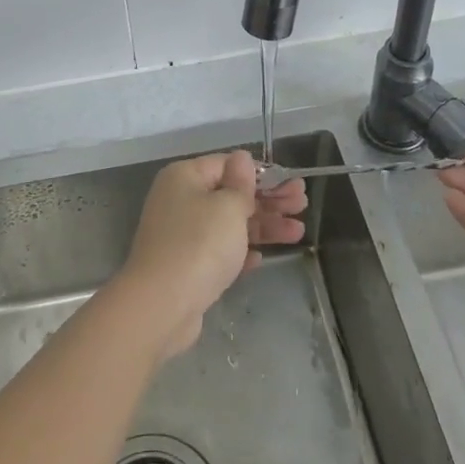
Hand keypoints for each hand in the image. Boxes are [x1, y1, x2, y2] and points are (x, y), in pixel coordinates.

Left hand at [114, 150, 307, 358]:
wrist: (162, 305)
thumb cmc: (199, 244)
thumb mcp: (228, 207)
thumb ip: (241, 183)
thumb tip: (242, 158)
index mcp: (185, 177)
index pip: (227, 164)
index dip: (260, 172)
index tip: (290, 182)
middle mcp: (180, 200)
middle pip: (230, 194)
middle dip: (268, 199)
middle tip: (302, 204)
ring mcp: (182, 234)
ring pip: (229, 224)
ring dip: (263, 226)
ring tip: (298, 232)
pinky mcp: (186, 265)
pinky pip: (219, 251)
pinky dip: (240, 251)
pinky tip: (261, 258)